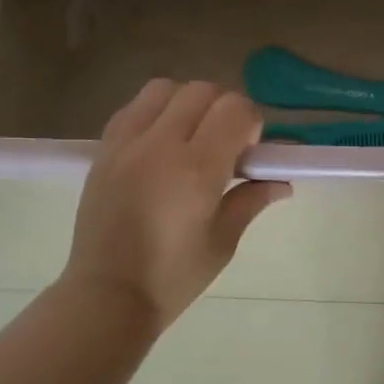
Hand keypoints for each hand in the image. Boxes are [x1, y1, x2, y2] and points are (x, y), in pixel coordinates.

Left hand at [61, 80, 290, 332]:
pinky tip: (161, 146)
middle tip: (227, 145)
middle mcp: (160, 144)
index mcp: (197, 169)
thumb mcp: (223, 242)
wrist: (108, 295)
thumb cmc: (174, 277)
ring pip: (165, 89)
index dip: (252, 122)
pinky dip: (156, 113)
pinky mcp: (103, 150)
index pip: (235, 109)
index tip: (251, 151)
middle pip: (203, 90)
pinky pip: (134, 108)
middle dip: (225, 109)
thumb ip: (251, 200)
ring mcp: (126, 143)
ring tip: (191, 139)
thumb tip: (280, 182)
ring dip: (188, 103)